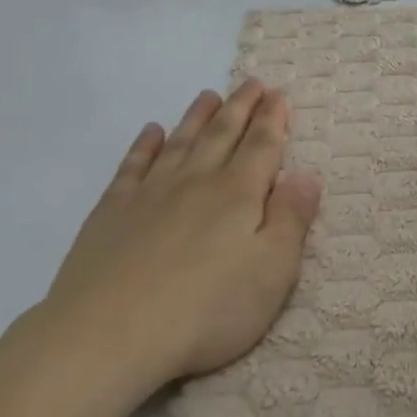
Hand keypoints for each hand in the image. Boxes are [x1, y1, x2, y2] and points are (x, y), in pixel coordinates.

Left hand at [36, 80, 322, 382]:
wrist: (110, 333)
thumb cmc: (206, 310)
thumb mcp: (271, 273)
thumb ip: (290, 220)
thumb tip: (307, 176)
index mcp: (238, 195)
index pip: (262, 147)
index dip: (273, 120)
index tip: (278, 95)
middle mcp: (196, 182)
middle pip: (222, 134)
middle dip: (240, 107)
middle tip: (252, 83)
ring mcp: (150, 193)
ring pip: (180, 142)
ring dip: (197, 116)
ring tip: (208, 95)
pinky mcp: (112, 211)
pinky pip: (133, 165)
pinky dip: (145, 145)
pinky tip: (151, 132)